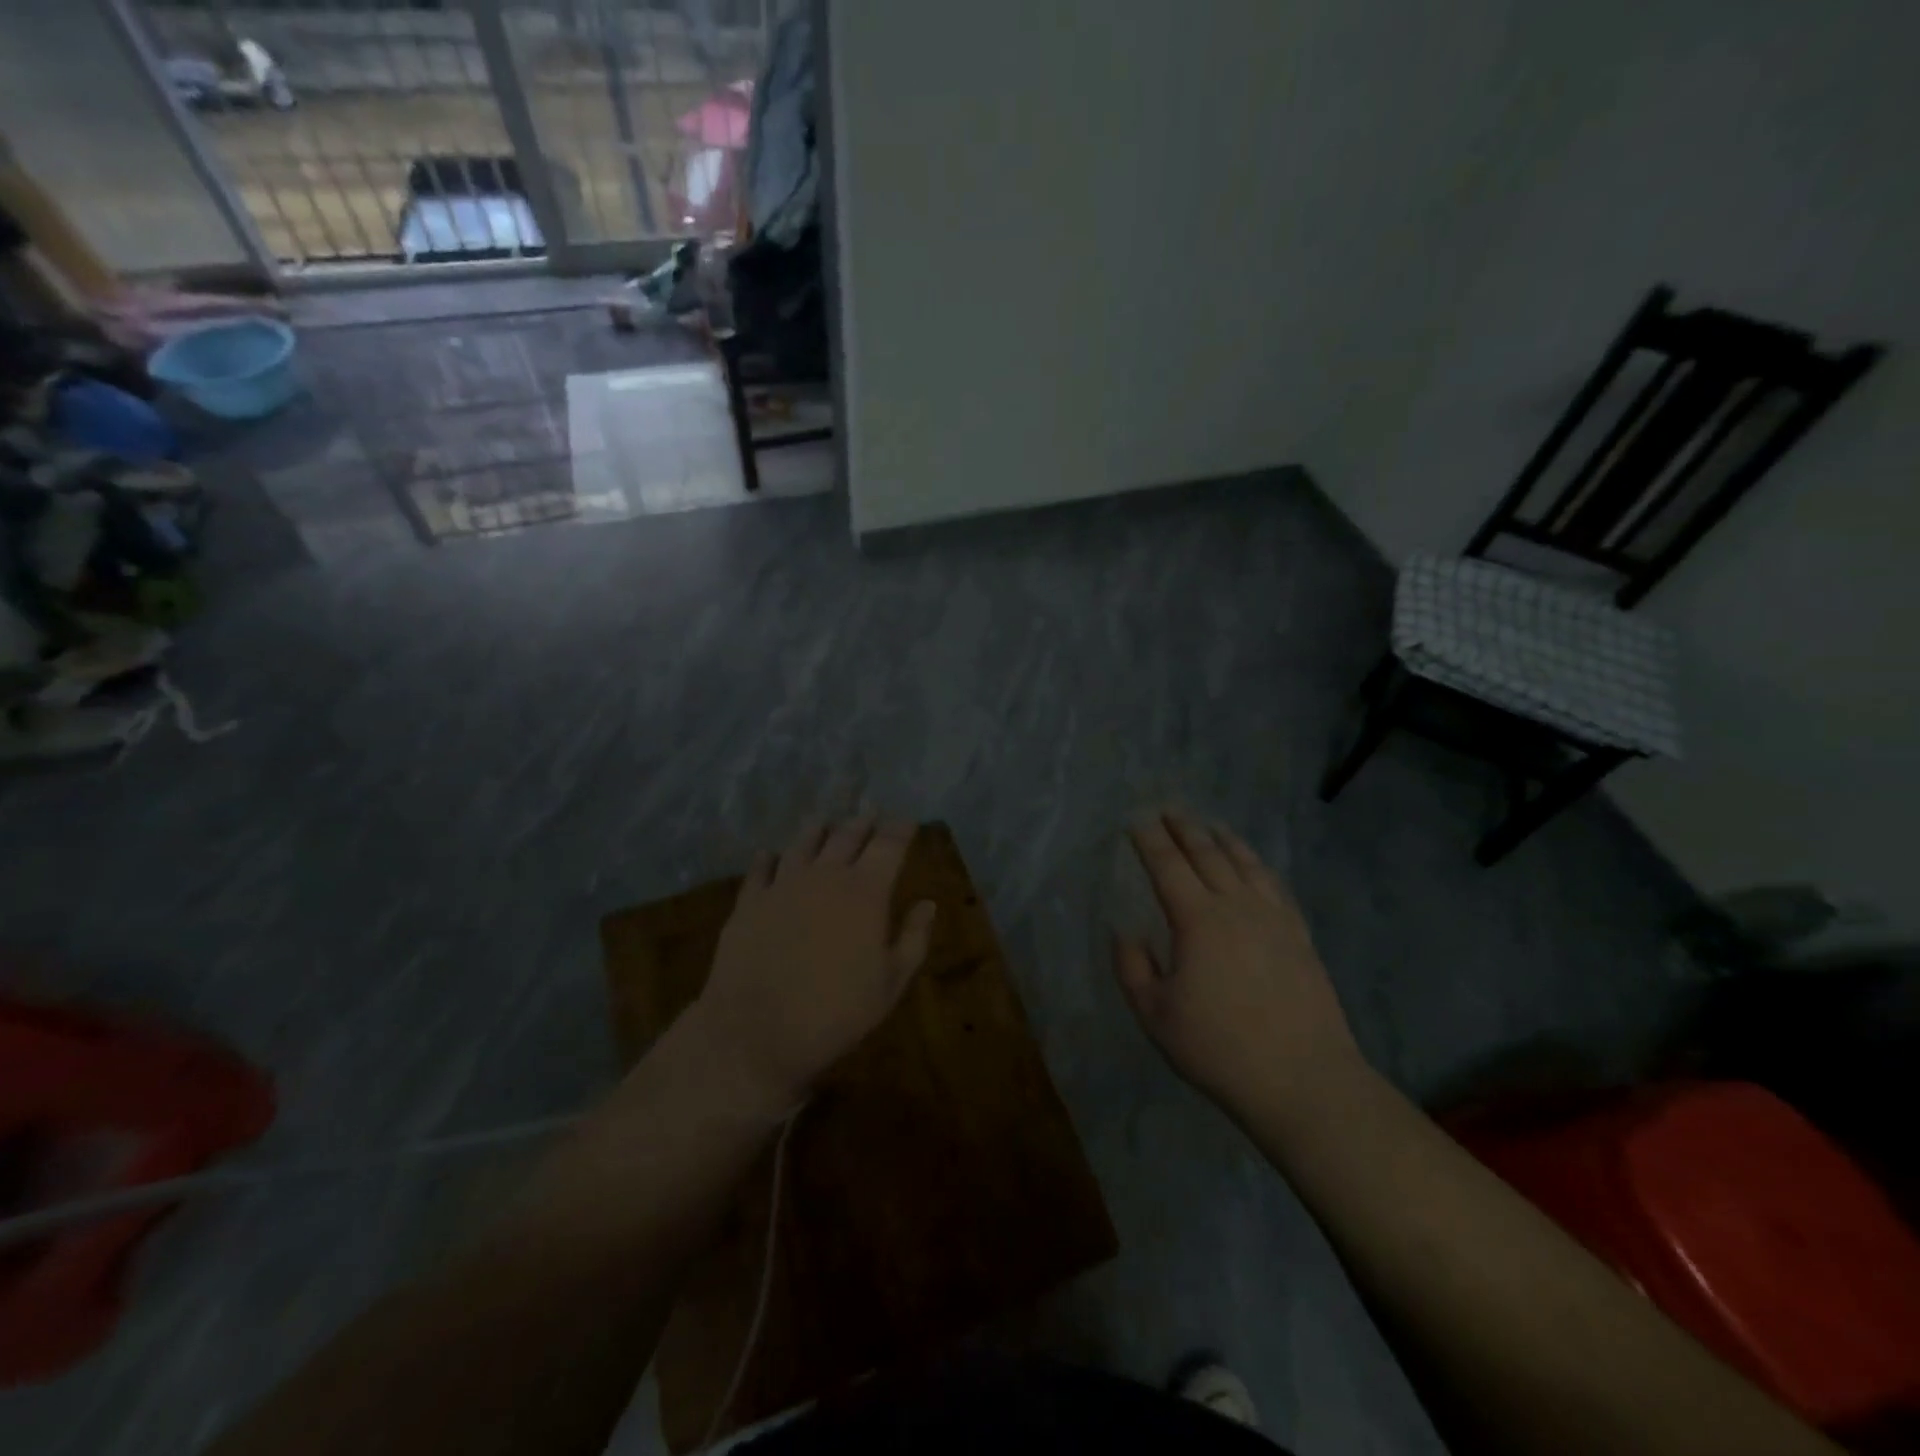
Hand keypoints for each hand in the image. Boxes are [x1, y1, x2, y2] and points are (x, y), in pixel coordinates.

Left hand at [689, 817, 935, 1111]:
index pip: (888, 846)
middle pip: (846, 836)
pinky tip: (769, 854)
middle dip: (862, 823)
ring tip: (824, 821)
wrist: (755, 1032)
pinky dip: (768, 858)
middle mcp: (825, 876)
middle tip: (870, 813)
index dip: (900, 830)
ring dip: (817, 829)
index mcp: (865, 892)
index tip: (907, 822)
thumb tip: (927, 904)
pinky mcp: (749, 902)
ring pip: (803, 843)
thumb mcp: (890, 983)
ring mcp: (782, 885)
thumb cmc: (835, 1012)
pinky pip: (760, 869)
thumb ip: (913, 938)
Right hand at [1114, 811, 1362, 1118]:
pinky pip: (1276, 887)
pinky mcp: (1300, 937)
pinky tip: (1256, 867)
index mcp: (1198, 920)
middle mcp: (1237, 907)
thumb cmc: (1219, 1048)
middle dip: (1185, 828)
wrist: (1303, 1080)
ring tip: (1211, 825)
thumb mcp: (1155, 1015)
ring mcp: (1274, 919)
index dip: (1149, 840)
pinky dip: (1259, 867)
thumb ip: (1132, 967)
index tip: (1136, 819)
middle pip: (1208, 855)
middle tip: (1169, 808)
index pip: (1167, 866)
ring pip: (1246, 865)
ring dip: (1224, 840)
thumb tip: (1124, 931)